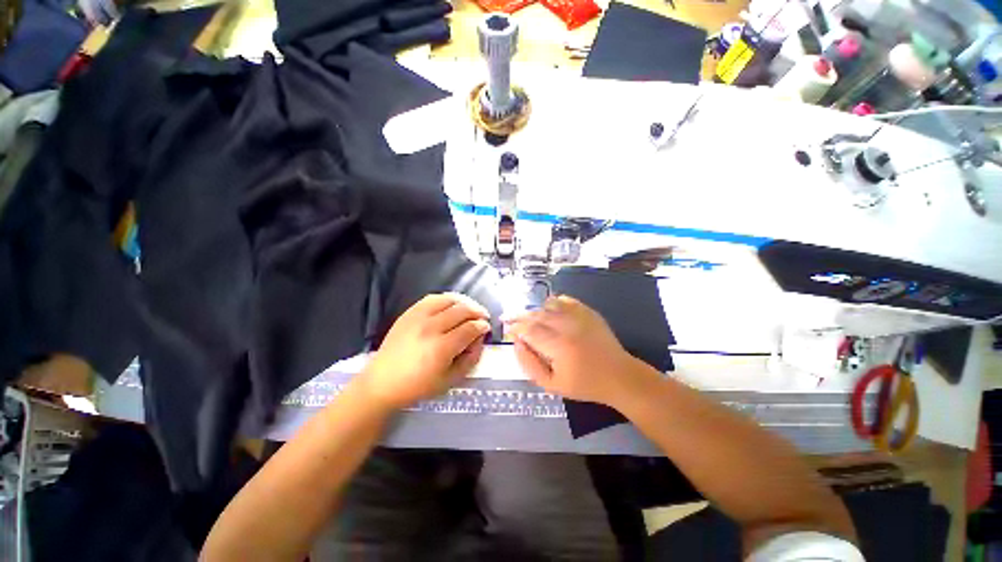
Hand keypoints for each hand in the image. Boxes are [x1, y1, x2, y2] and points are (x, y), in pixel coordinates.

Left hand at [358, 293, 490, 409]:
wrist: (382, 382)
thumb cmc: (418, 386)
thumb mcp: (450, 380)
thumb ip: (470, 359)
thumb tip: (480, 339)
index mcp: (441, 348)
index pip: (470, 328)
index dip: (482, 326)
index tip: (486, 328)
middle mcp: (431, 328)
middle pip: (462, 311)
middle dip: (477, 312)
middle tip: (483, 317)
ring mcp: (418, 317)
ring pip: (449, 300)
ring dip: (465, 302)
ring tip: (470, 309)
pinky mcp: (409, 312)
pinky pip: (433, 298)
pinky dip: (447, 299)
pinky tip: (452, 305)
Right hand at [506, 295, 655, 407]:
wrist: (618, 376)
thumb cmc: (583, 384)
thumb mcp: (551, 384)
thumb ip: (529, 364)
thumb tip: (517, 342)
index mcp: (558, 345)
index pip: (528, 330)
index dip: (515, 327)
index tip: (506, 329)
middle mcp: (567, 326)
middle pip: (537, 315)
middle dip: (520, 317)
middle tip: (510, 319)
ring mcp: (579, 316)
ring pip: (549, 305)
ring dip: (535, 309)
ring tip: (528, 317)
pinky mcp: (588, 312)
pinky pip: (566, 300)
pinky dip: (553, 302)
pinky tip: (548, 308)